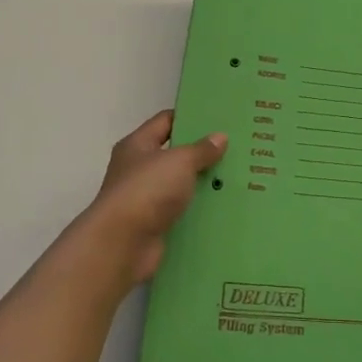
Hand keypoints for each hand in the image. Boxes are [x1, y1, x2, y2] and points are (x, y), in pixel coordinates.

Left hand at [84, 110, 226, 286]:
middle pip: (175, 154)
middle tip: (237, 148)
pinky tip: (226, 206)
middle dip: (203, 153)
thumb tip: (220, 137)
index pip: (165, 121)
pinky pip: (183, 212)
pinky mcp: (156, 225)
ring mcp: (146, 199)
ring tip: (238, 177)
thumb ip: (201, 149)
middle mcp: (139, 169)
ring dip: (204, 184)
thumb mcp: (179, 161)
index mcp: (137, 145)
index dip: (190, 117)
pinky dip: (200, 210)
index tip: (220, 118)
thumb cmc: (147, 190)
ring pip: (182, 185)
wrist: (122, 244)